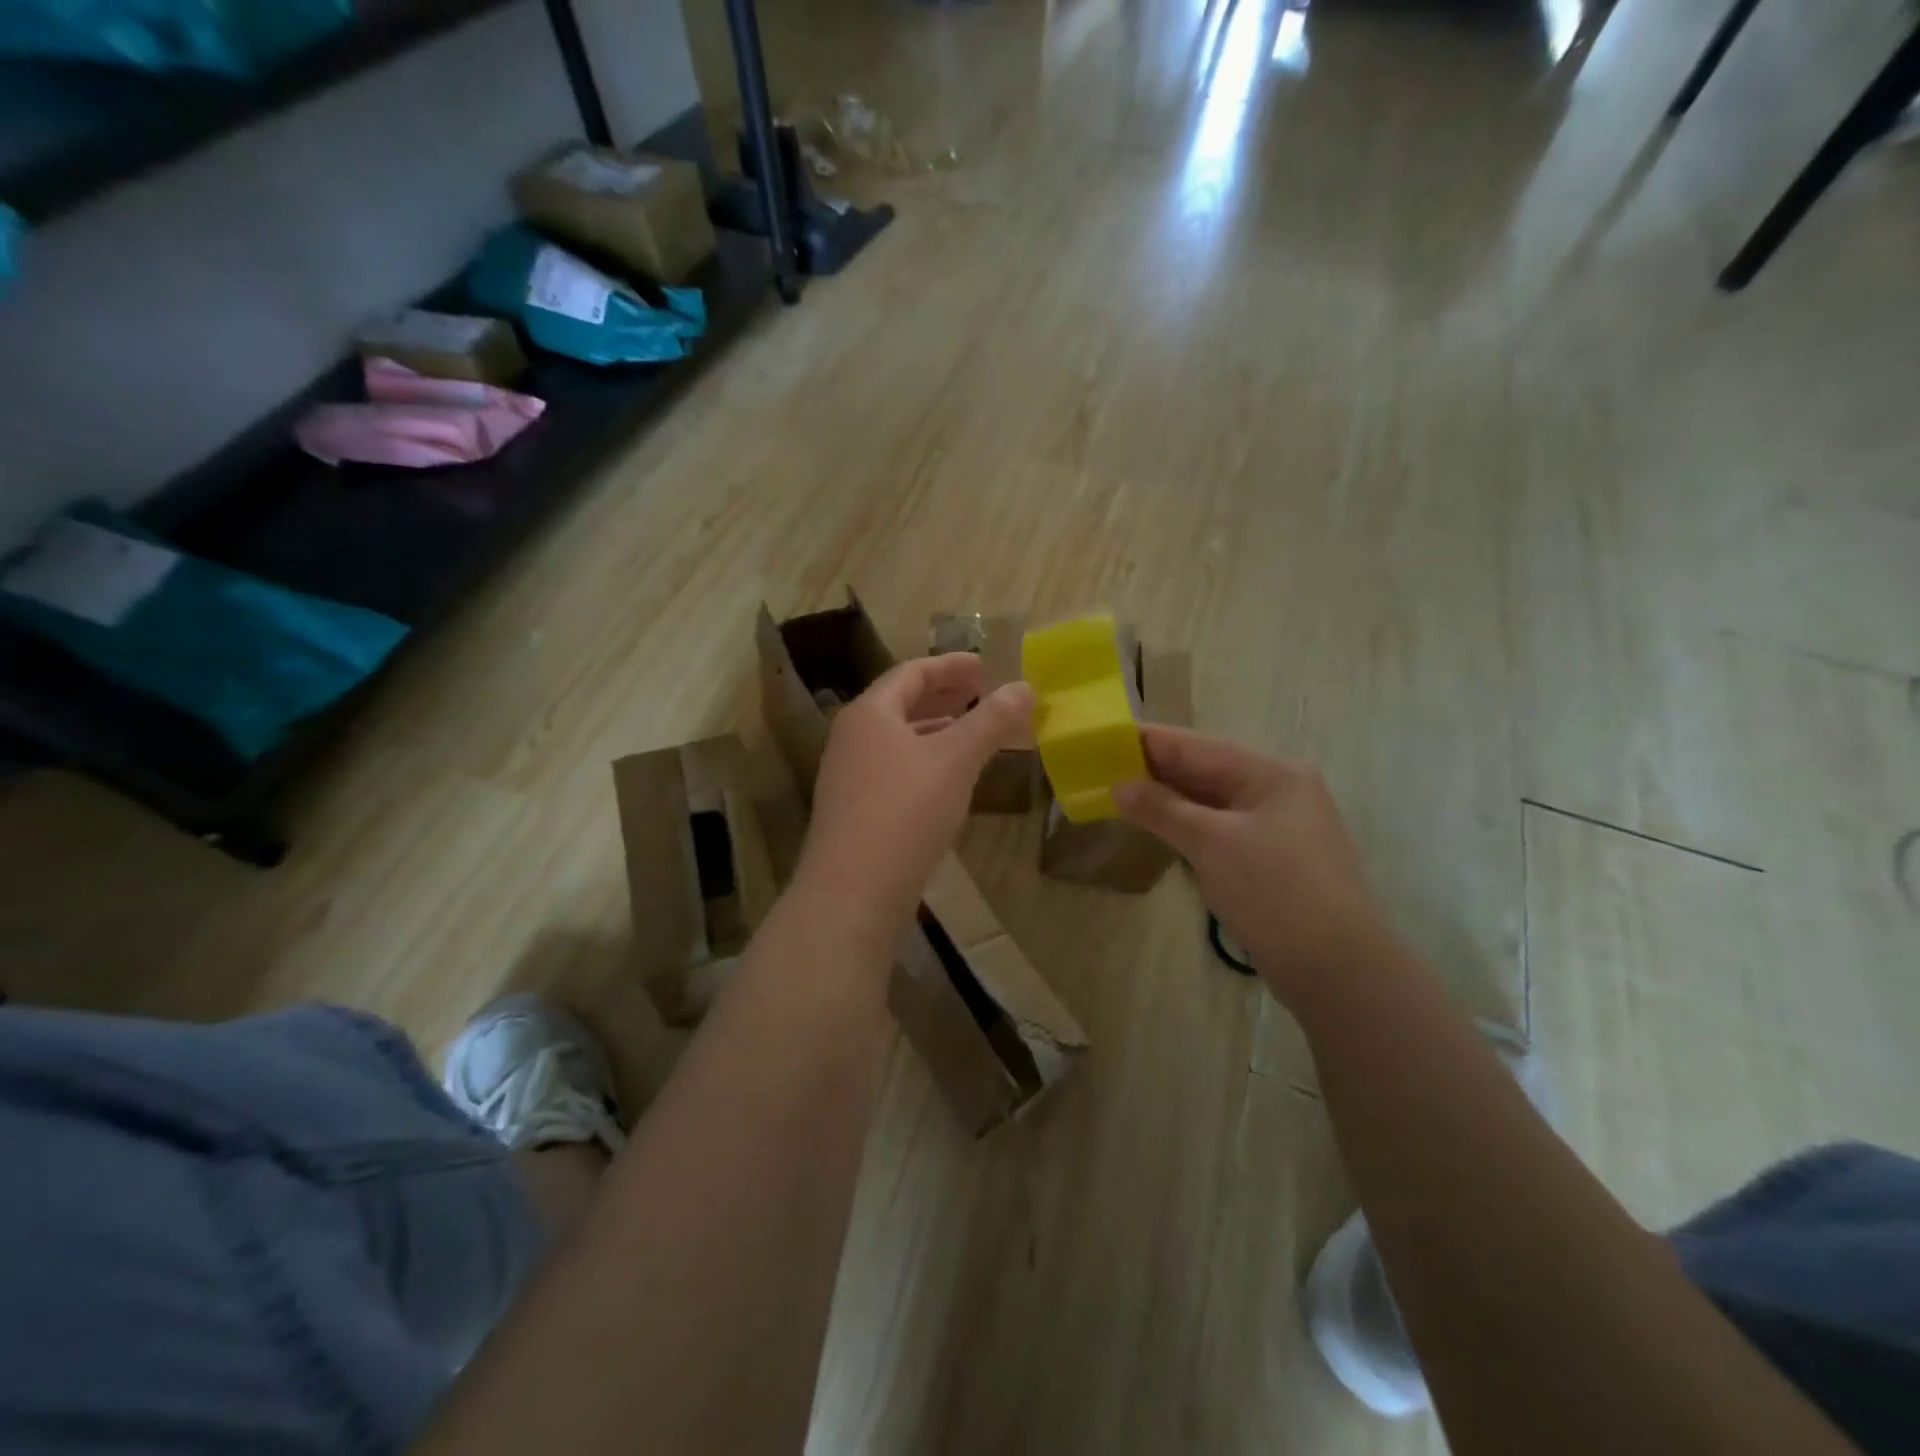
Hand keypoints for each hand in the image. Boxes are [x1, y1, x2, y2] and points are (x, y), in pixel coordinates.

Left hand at [792, 653, 1034, 943]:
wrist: (852, 891)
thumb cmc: (905, 811)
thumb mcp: (956, 760)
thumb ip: (991, 721)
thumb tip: (1025, 687)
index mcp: (870, 713)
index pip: (912, 672)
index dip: (950, 665)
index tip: (984, 665)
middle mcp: (852, 737)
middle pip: (901, 703)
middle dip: (944, 695)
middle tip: (980, 692)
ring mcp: (849, 775)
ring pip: (898, 738)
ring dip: (936, 729)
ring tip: (971, 730)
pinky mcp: (855, 809)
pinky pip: (895, 767)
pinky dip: (925, 759)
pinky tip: (948, 777)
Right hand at [1113, 725, 1401, 1007]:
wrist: (1339, 970)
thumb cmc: (1275, 892)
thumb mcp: (1211, 843)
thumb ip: (1161, 809)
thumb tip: (1118, 786)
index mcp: (1271, 772)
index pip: (1196, 745)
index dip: (1147, 742)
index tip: (1101, 740)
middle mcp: (1277, 790)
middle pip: (1204, 770)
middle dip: (1153, 771)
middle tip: (1100, 770)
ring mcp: (1277, 826)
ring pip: (1211, 801)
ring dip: (1168, 800)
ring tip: (1118, 795)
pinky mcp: (1271, 859)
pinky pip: (1219, 828)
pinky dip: (1187, 826)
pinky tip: (1157, 827)